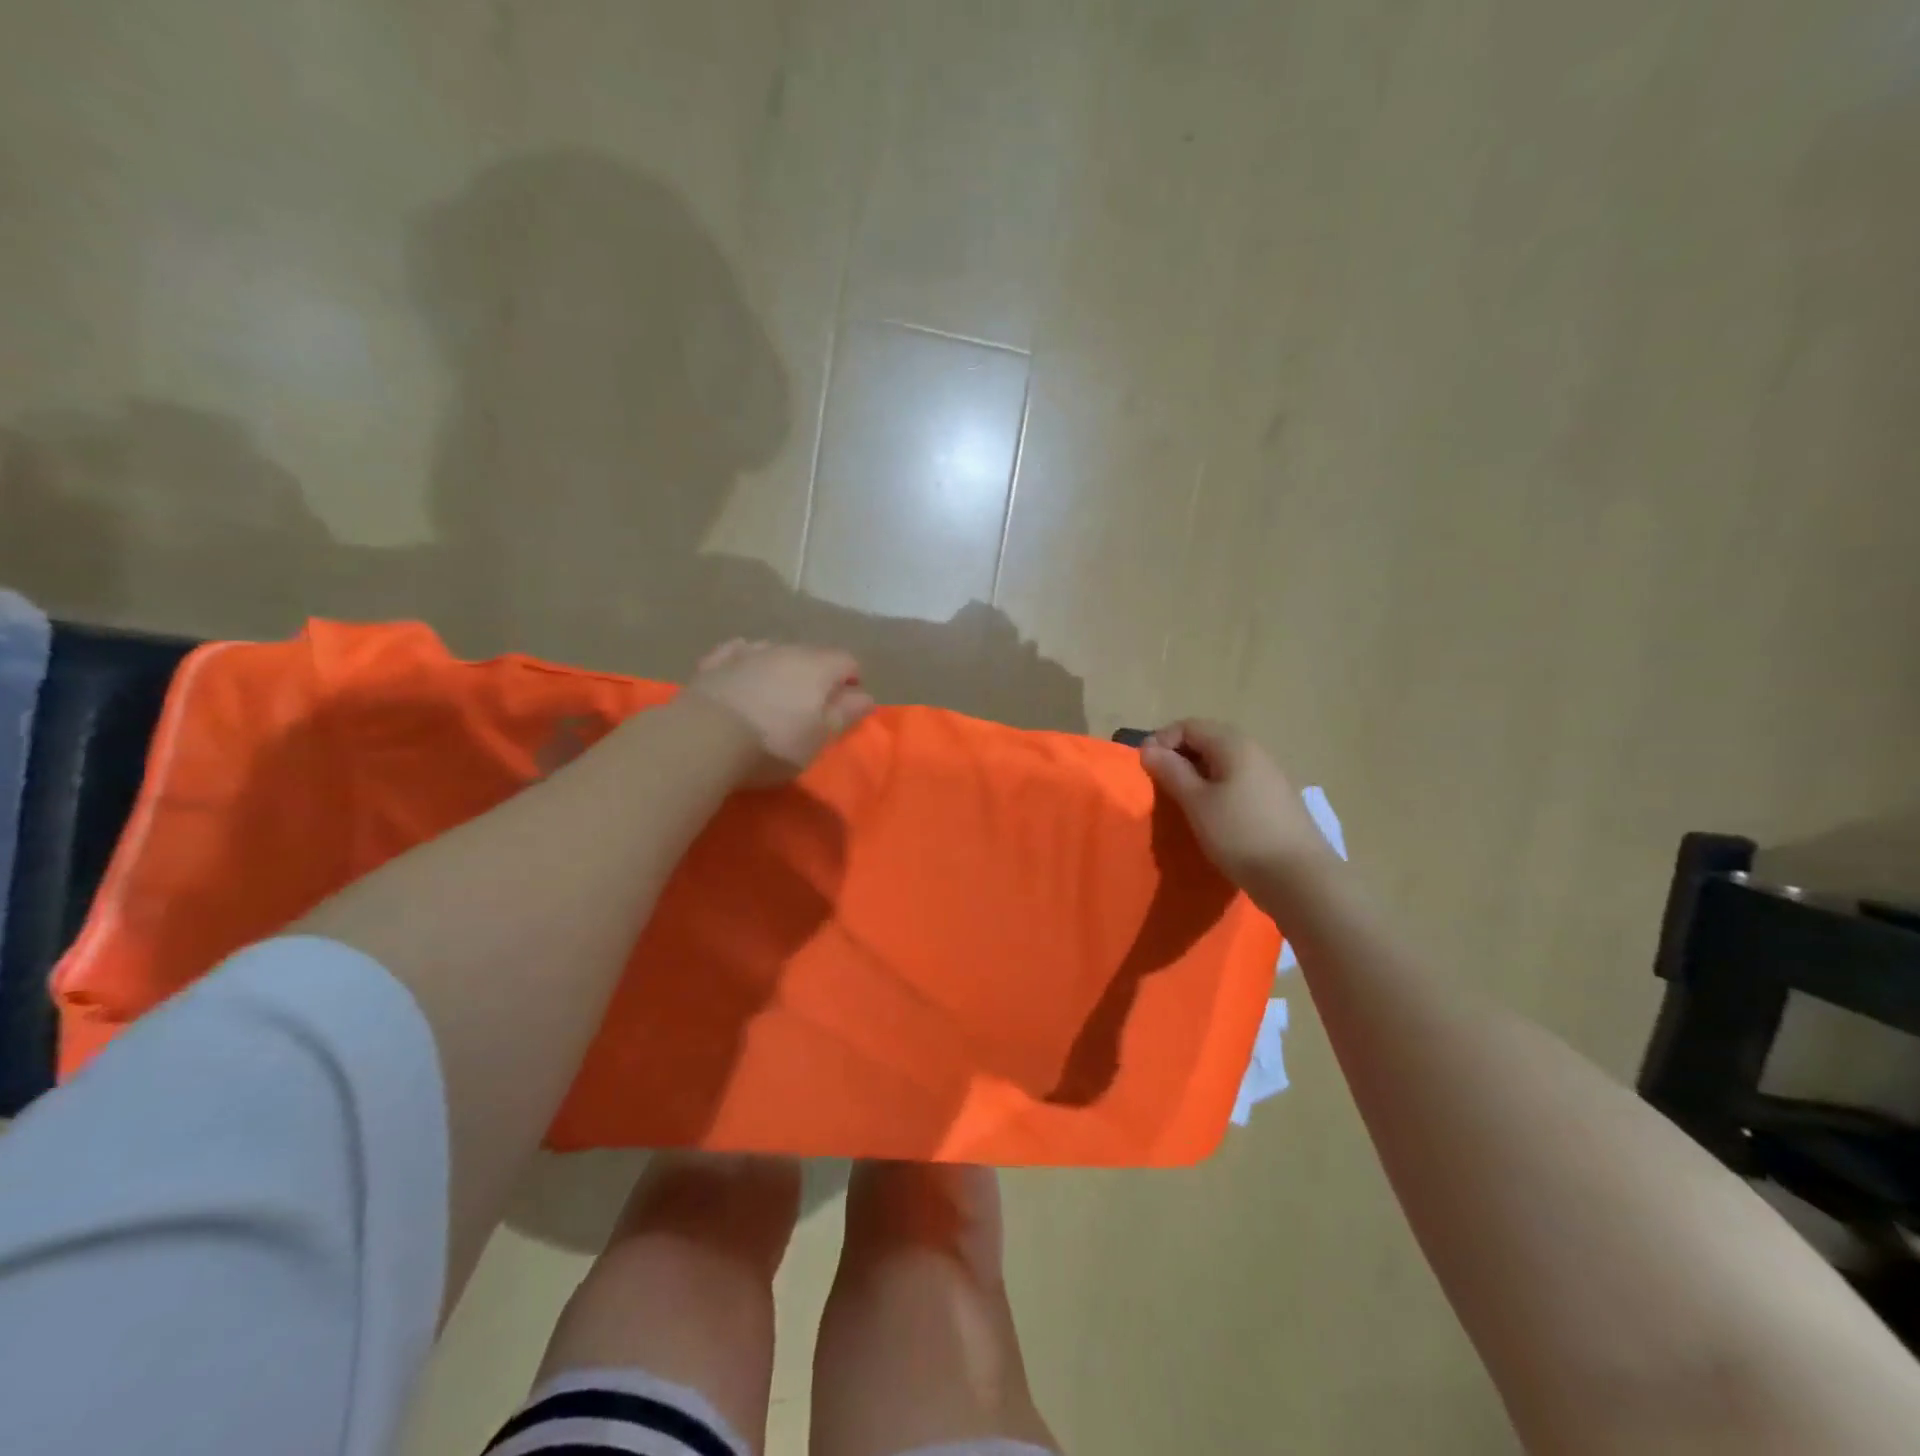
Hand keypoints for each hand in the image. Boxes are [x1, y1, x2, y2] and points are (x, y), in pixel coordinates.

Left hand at [685, 639, 874, 784]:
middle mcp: (785, 649)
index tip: (846, 708)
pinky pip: (738, 652)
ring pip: (775, 651)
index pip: (848, 661)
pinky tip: (743, 675)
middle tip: (811, 708)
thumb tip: (866, 696)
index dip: (852, 682)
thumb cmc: (773, 743)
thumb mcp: (820, 738)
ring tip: (776, 696)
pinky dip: (747, 662)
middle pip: (812, 654)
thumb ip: (846, 714)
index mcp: (818, 666)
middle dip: (817, 675)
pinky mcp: (714, 662)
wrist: (704, 738)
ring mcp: (747, 652)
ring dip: (782, 668)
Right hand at [1140, 719, 1336, 896]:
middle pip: (1208, 740)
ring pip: (1223, 762)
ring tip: (1182, 801)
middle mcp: (1255, 751)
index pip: (1189, 725)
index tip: (1145, 768)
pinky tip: (1212, 815)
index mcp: (1234, 744)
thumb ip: (1171, 771)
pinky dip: (1217, 789)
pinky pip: (1238, 781)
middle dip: (1179, 756)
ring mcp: (1270, 775)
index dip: (1162, 740)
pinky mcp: (1276, 799)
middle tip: (1160, 784)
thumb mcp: (1197, 803)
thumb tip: (1149, 748)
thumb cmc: (1240, 834)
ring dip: (1197, 774)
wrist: (1300, 879)